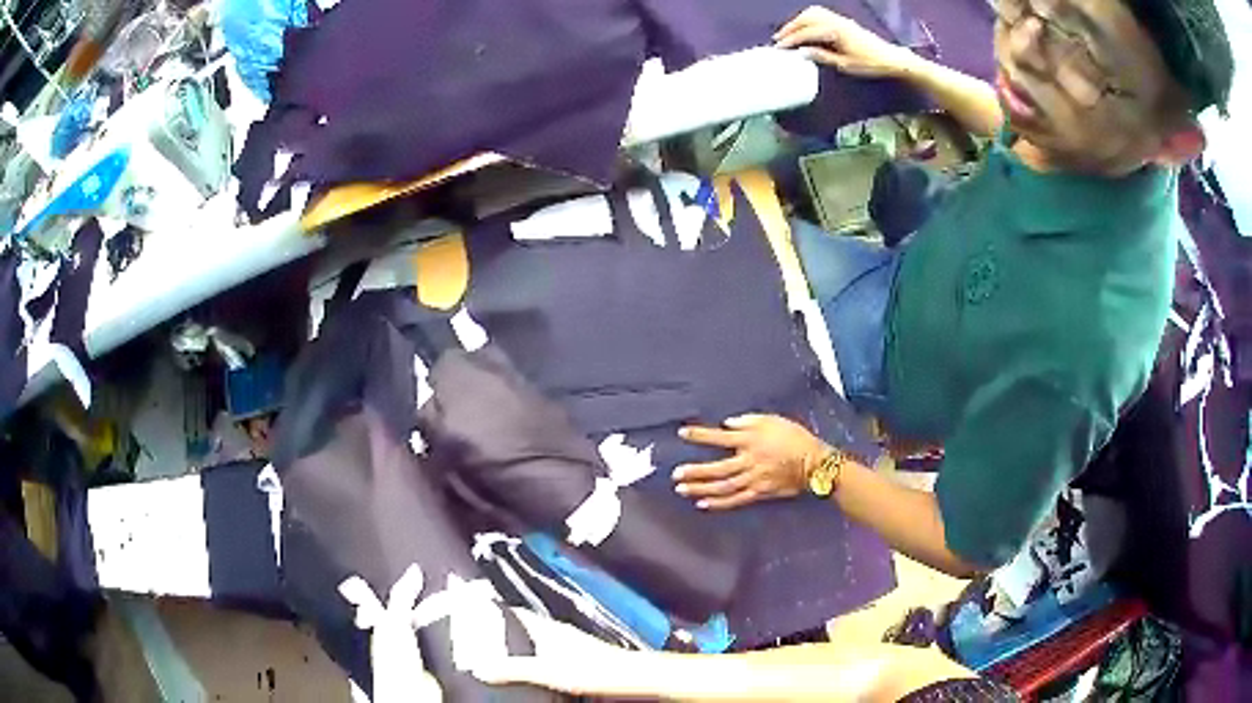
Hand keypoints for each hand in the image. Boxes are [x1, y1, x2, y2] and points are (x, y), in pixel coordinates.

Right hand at [470, 608, 621, 691]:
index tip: (474, 610)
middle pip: (524, 623)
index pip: (514, 612)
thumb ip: (514, 669)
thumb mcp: (547, 671)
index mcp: (547, 628)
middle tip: (481, 632)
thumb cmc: (593, 669)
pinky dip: (534, 650)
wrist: (629, 675)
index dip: (494, 609)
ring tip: (500, 648)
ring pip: (536, 634)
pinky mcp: (579, 653)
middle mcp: (557, 630)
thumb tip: (482, 668)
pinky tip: (532, 663)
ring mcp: (570, 640)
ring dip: (519, 639)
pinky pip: (548, 646)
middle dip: (503, 626)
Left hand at [674, 414, 827, 509]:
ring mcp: (753, 480)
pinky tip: (703, 504)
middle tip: (675, 474)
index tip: (682, 433)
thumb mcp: (772, 420)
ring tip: (682, 490)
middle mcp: (749, 461)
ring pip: (722, 487)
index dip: (700, 436)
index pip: (719, 438)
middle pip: (717, 468)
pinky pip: (735, 500)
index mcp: (750, 441)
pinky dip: (718, 503)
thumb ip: (748, 421)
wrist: (815, 463)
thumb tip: (727, 424)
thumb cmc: (794, 437)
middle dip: (695, 472)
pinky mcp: (759, 493)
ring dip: (701, 489)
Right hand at [774, 6, 916, 77]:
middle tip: (779, 39)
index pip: (807, 33)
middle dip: (790, 27)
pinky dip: (808, 19)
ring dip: (798, 21)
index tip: (779, 49)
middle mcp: (836, 21)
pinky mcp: (844, 21)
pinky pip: (820, 14)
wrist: (892, 58)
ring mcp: (840, 19)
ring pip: (812, 13)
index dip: (791, 41)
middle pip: (806, 18)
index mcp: (835, 32)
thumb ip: (823, 56)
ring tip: (789, 33)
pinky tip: (805, 28)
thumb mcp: (846, 65)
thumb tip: (803, 52)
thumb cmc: (871, 64)